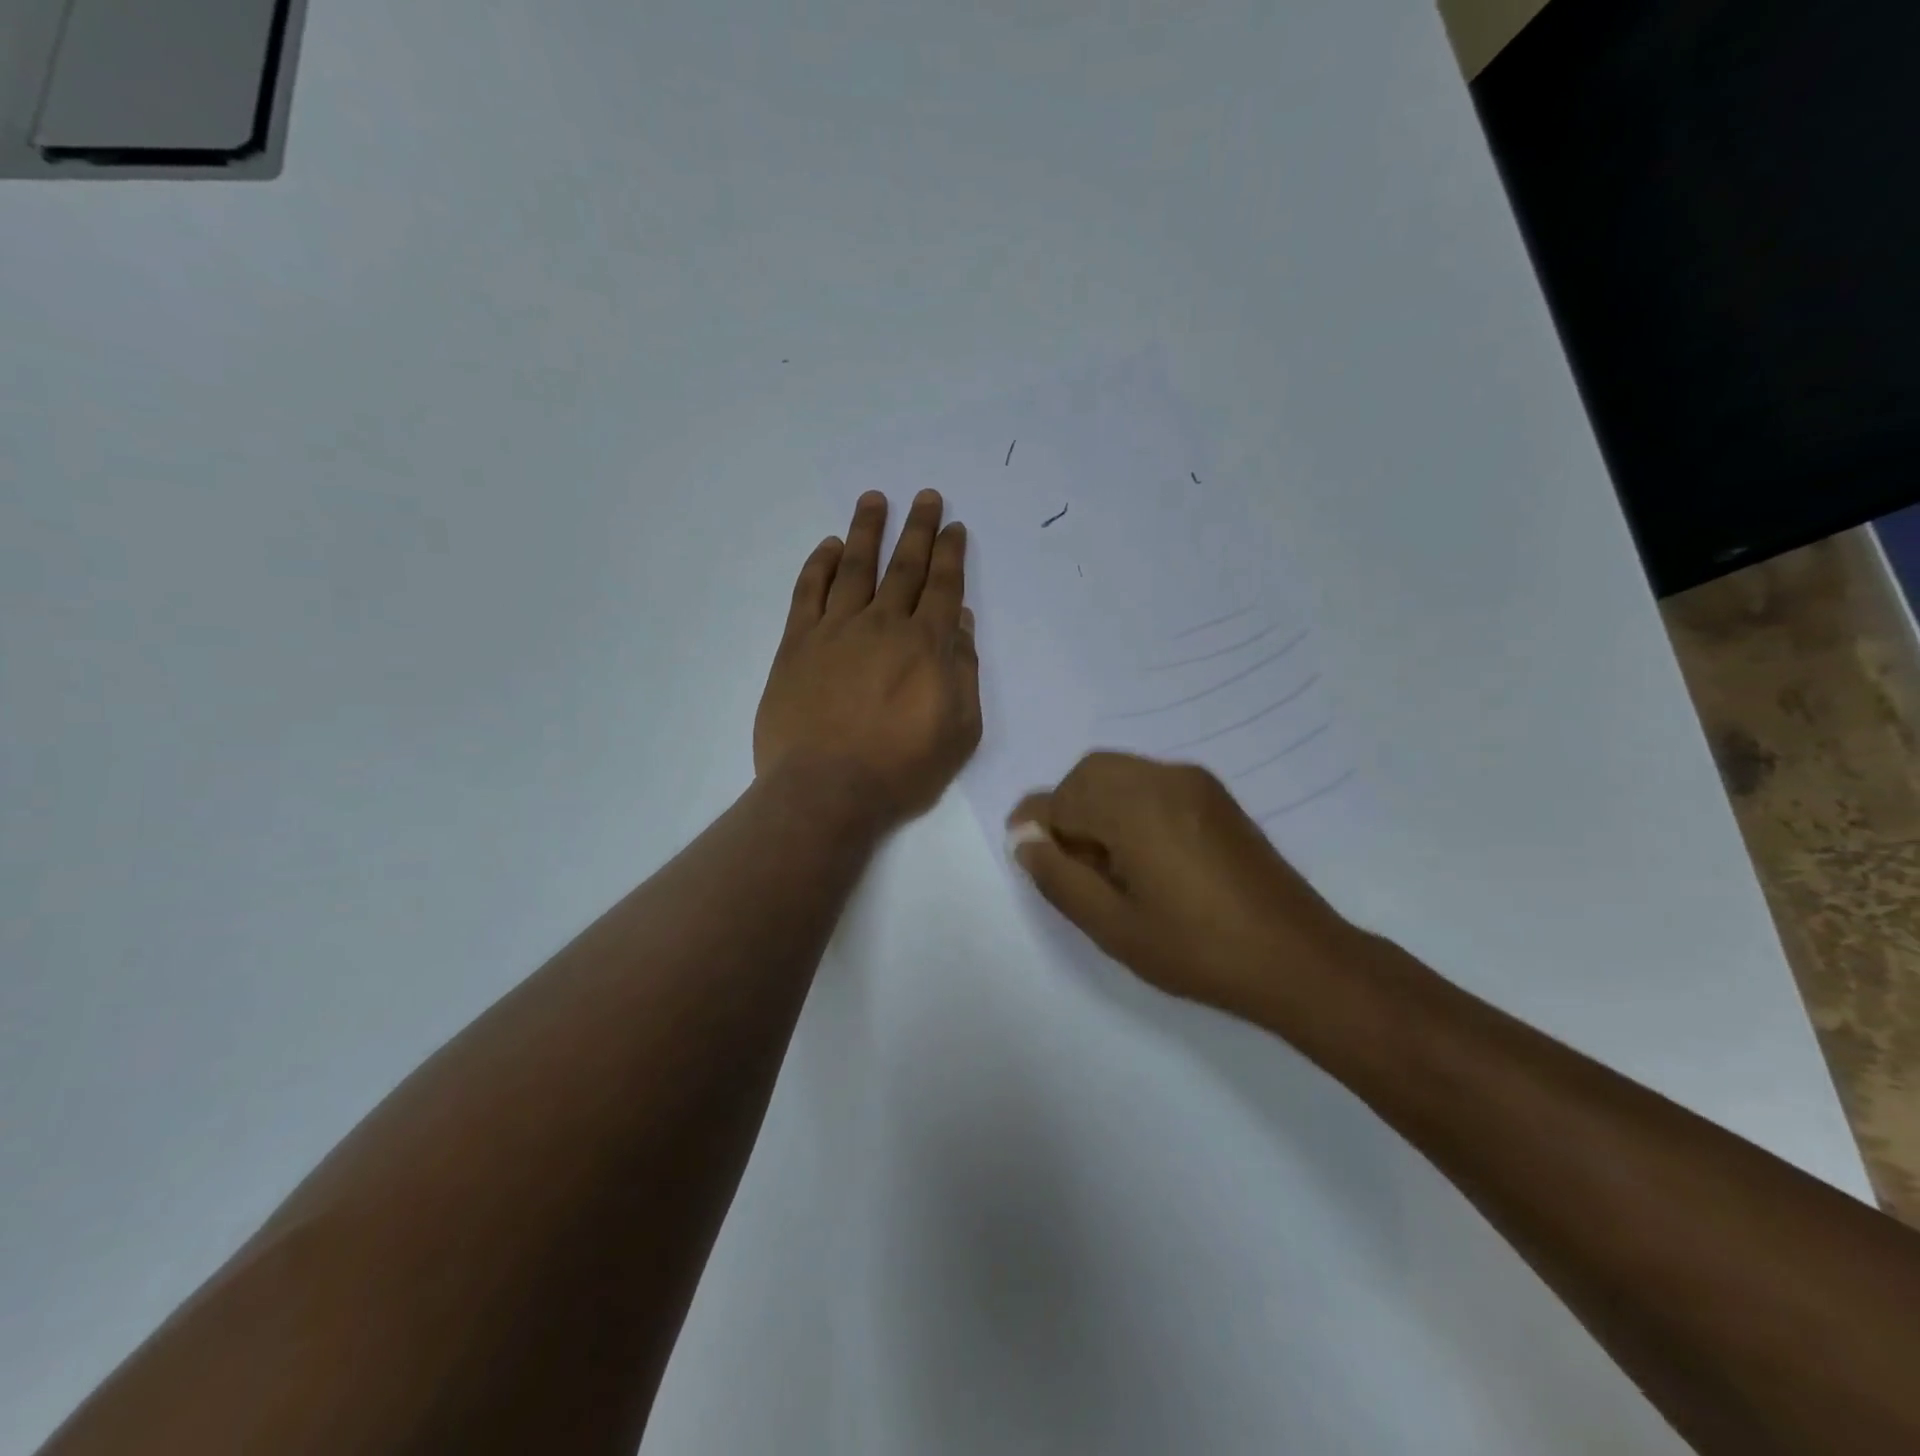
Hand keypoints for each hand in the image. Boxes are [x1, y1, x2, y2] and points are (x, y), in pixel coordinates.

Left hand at [755, 490, 981, 825]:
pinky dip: (820, 565)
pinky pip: (809, 592)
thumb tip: (961, 625)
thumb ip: (963, 673)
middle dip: (917, 528)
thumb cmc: (900, 769)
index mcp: (926, 645)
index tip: (953, 526)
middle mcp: (882, 624)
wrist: (826, 790)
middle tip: (925, 496)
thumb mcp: (958, 730)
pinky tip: (829, 547)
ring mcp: (835, 630)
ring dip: (867, 531)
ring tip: (874, 499)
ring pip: (854, 567)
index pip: (943, 586)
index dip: (950, 554)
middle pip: (903, 566)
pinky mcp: (798, 644)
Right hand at [1007, 753, 1361, 1019]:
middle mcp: (1163, 778)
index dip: (1037, 826)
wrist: (1296, 957)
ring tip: (1105, 863)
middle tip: (1069, 863)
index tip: (1031, 858)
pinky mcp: (1215, 796)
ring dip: (1097, 805)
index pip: (1062, 797)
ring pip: (1120, 774)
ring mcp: (1194, 783)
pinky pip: (1151, 783)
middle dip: (1067, 809)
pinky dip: (1128, 804)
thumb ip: (1058, 877)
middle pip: (1090, 773)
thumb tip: (1025, 840)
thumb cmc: (1196, 949)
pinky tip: (1141, 854)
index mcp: (1134, 806)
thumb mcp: (1112, 926)